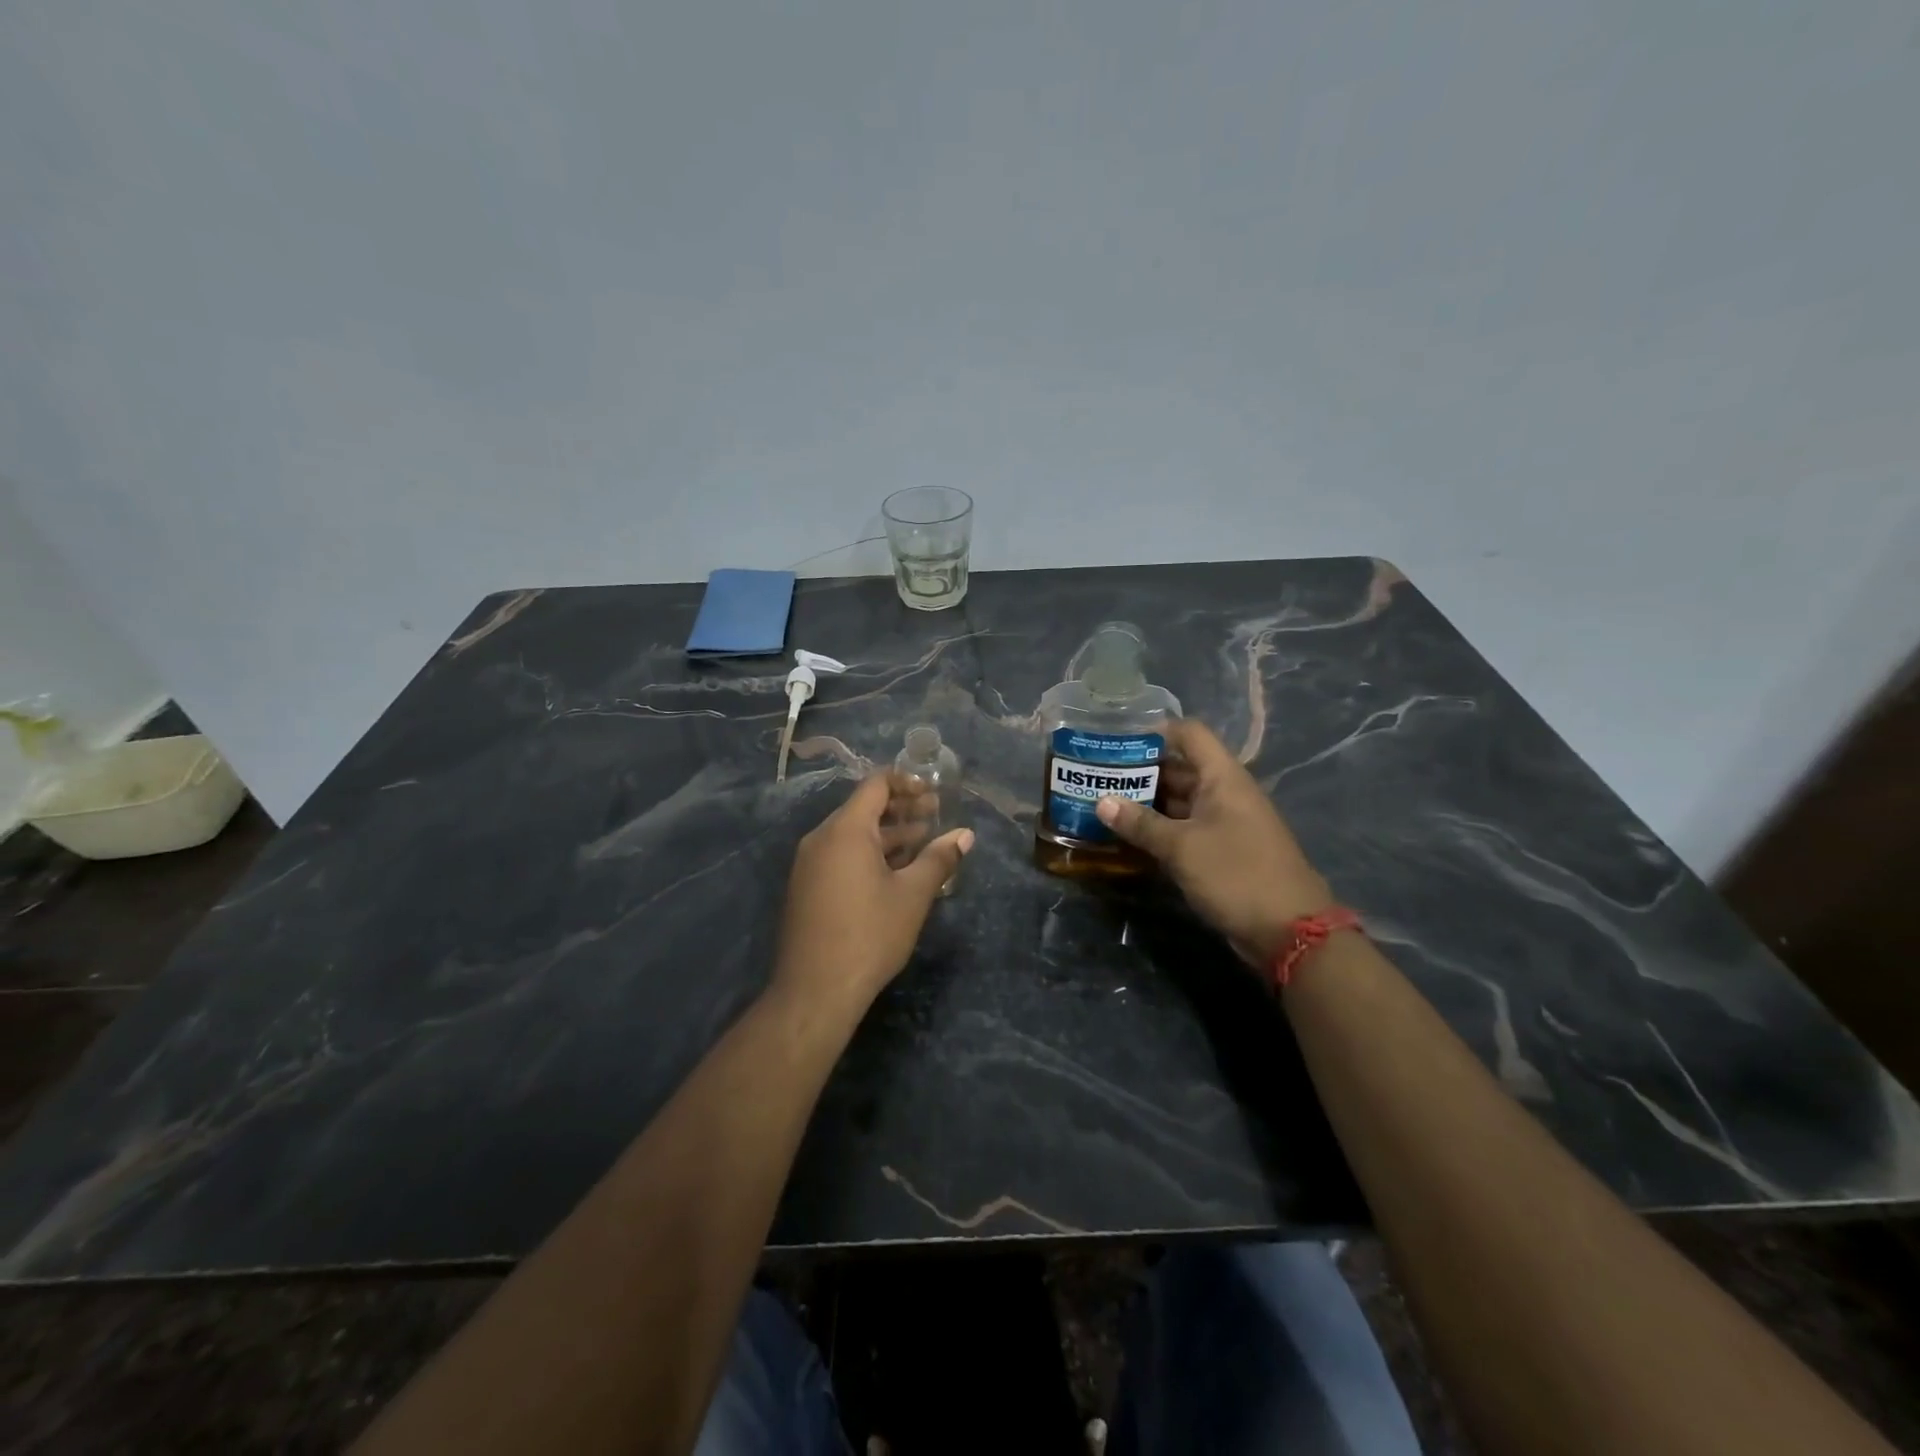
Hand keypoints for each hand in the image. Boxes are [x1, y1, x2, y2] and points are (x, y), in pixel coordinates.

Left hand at [774, 769, 973, 1012]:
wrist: (815, 990)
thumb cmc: (869, 934)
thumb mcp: (913, 895)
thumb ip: (939, 859)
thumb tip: (965, 835)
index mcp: (846, 830)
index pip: (875, 785)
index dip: (906, 782)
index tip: (933, 792)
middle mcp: (821, 838)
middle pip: (864, 808)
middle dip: (901, 809)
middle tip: (936, 815)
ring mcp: (810, 864)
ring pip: (853, 835)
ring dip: (888, 834)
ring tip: (924, 842)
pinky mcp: (807, 887)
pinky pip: (841, 856)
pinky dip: (869, 854)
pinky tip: (896, 872)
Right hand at [1095, 718, 1332, 965]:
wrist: (1288, 931)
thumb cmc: (1236, 874)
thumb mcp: (1181, 847)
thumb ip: (1140, 823)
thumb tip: (1102, 802)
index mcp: (1222, 777)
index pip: (1188, 733)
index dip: (1154, 731)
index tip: (1116, 741)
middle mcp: (1224, 792)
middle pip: (1179, 767)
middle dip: (1139, 771)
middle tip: (1097, 776)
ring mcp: (1224, 822)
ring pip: (1179, 801)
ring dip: (1145, 803)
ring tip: (1103, 804)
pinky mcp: (1221, 850)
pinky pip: (1184, 828)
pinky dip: (1158, 829)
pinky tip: (1127, 836)